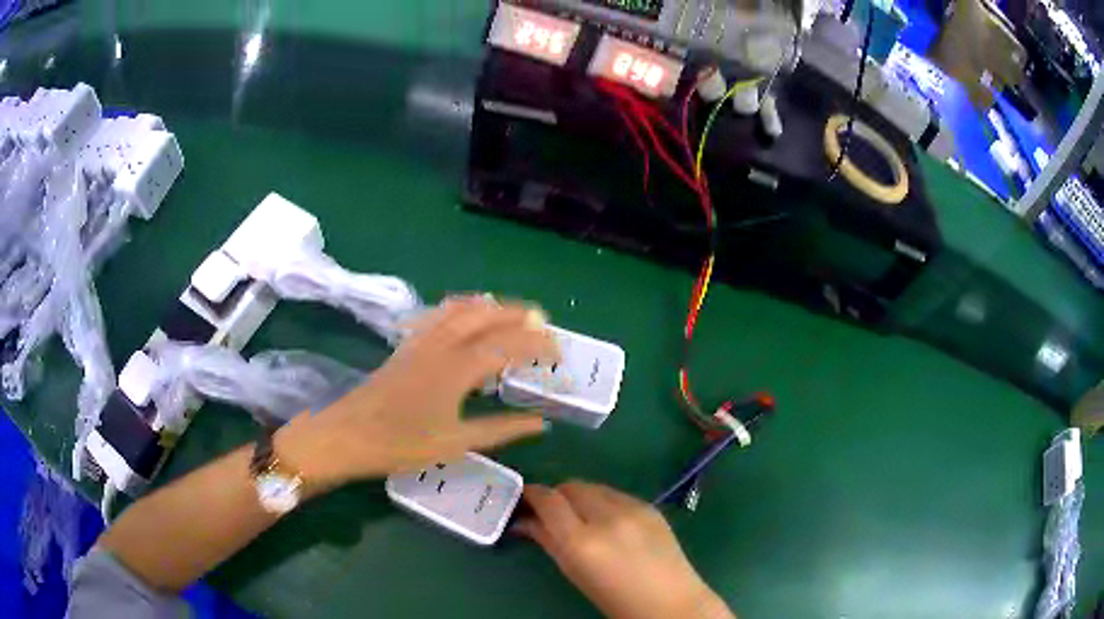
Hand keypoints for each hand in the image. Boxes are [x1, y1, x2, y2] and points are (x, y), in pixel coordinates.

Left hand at [277, 296, 558, 492]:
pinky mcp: (407, 345)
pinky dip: (462, 308)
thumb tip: (539, 423)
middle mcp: (442, 345)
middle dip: (519, 316)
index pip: (508, 346)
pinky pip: (440, 314)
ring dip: (492, 307)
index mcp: (458, 369)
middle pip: (487, 316)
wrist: (347, 435)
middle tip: (544, 324)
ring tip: (513, 314)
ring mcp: (421, 341)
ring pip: (462, 309)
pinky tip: (466, 315)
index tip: (559, 352)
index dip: (538, 345)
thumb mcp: (456, 443)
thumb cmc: (401, 443)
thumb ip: (500, 429)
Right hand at [516, 482, 733, 618]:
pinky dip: (604, 502)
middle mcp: (606, 517)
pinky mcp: (651, 506)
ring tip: (581, 518)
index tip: (523, 500)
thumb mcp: (574, 573)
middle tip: (551, 514)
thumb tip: (524, 521)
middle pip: (570, 486)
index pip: (548, 500)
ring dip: (580, 497)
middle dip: (556, 496)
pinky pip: (616, 494)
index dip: (531, 494)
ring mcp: (633, 508)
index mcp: (582, 541)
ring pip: (594, 487)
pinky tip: (609, 522)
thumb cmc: (615, 598)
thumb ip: (548, 541)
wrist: (671, 601)